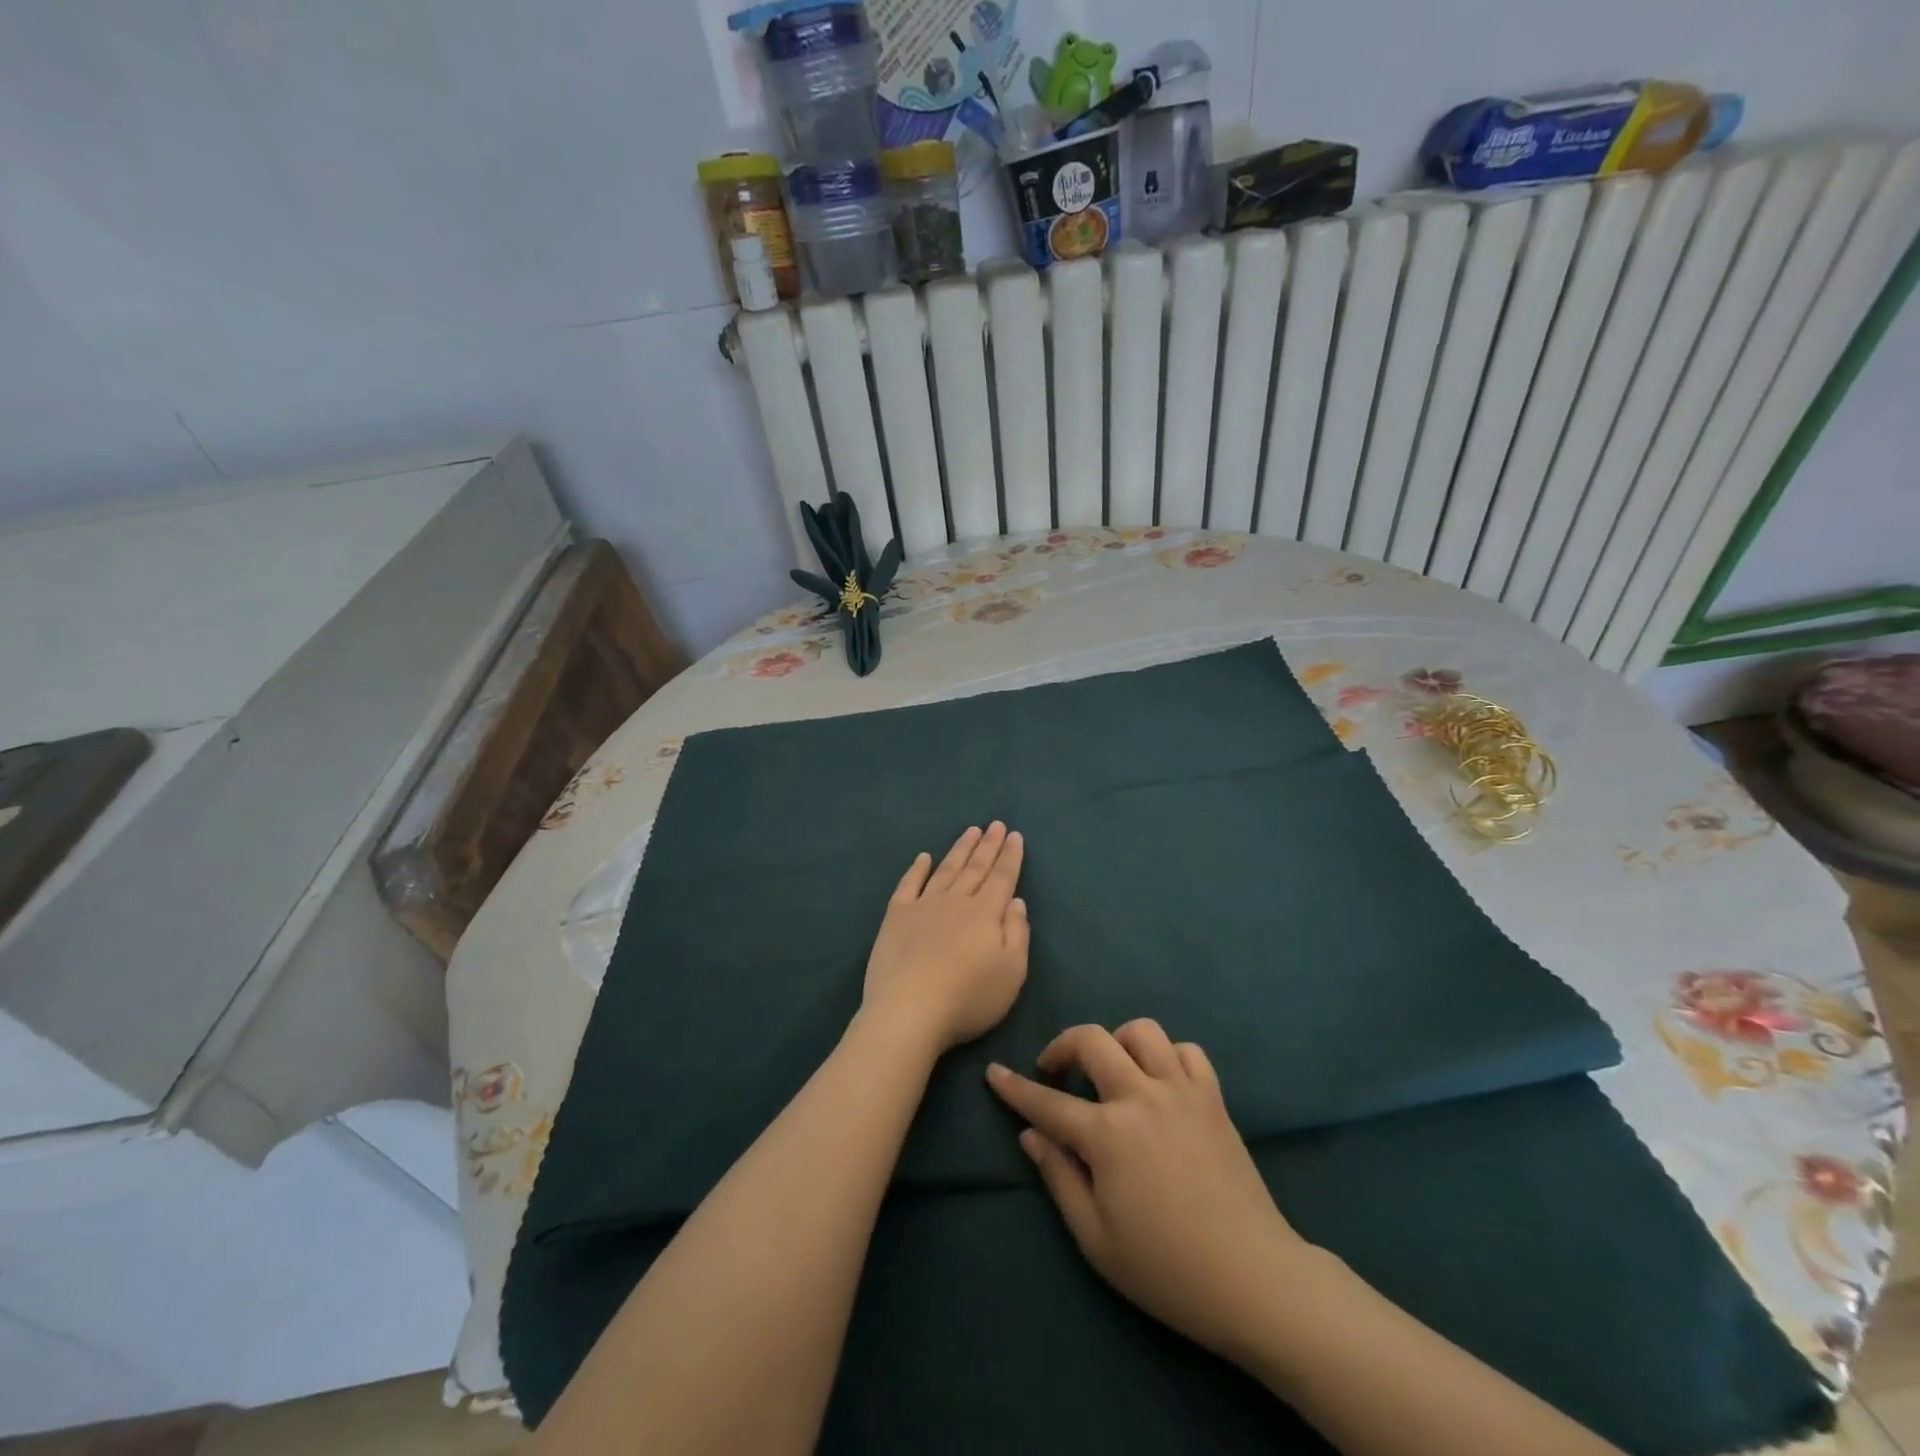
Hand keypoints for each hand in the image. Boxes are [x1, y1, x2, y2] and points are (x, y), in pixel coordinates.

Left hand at [861, 823, 1029, 1052]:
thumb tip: (1015, 901)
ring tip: (970, 831)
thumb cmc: (968, 997)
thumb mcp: (1011, 972)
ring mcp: (923, 906)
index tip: (1014, 835)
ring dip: (959, 850)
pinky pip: (908, 885)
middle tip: (995, 824)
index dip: (1010, 856)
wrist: (909, 1011)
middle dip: (988, 845)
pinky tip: (923, 857)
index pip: (1002, 878)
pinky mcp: (895, 917)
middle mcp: (955, 901)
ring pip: (946, 870)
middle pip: (975, 868)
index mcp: (985, 913)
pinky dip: (917, 869)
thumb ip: (1017, 933)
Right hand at [987, 1021, 1312, 1361]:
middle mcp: (1141, 1096)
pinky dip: (1167, 1056)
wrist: (1254, 1279)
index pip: (1046, 1102)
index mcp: (1107, 1134)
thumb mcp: (1096, 1239)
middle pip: (1091, 1040)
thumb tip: (1030, 1135)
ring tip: (1112, 1072)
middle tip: (1055, 1072)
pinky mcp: (1213, 1098)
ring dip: (1117, 1042)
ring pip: (1141, 1032)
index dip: (1014, 1087)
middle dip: (1062, 1046)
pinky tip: (1160, 1083)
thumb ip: (1059, 1178)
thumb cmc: (1167, 1269)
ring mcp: (1182, 1091)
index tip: (994, 1072)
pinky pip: (1187, 1051)